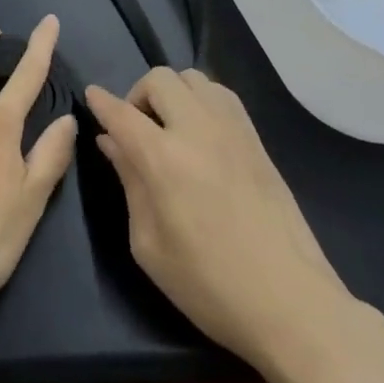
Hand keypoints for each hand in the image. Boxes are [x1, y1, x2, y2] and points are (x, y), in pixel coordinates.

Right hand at [84, 68, 383, 382]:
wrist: (292, 304)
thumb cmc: (210, 286)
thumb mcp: (150, 245)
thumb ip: (129, 183)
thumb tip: (112, 142)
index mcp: (164, 159)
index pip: (121, 112)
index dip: (101, 101)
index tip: (91, 96)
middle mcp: (197, 130)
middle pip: (159, 79)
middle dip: (137, 95)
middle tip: (136, 129)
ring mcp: (232, 130)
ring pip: (193, 78)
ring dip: (172, 93)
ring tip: (169, 127)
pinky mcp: (257, 139)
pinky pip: (221, 95)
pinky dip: (201, 99)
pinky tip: (200, 132)